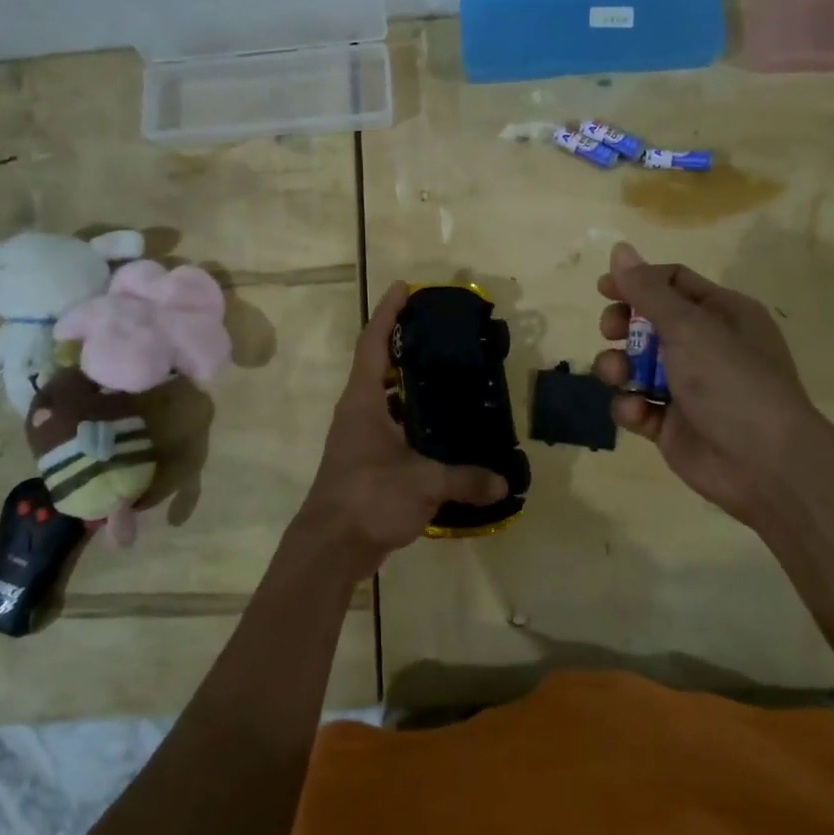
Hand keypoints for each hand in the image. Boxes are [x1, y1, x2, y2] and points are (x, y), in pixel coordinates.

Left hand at [290, 282, 507, 576]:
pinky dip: (415, 421)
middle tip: (442, 333)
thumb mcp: (423, 483)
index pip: (374, 343)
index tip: (404, 287)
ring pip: (388, 399)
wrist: (330, 547)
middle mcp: (358, 411)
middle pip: (381, 365)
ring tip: (450, 376)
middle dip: (406, 345)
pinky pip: (394, 428)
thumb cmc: (368, 497)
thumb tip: (504, 482)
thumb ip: (465, 478)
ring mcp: (360, 437)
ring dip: (411, 386)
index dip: (387, 312)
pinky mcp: (367, 462)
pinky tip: (444, 431)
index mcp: (363, 400)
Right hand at [593, 242, 832, 526]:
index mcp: (721, 313)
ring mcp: (687, 386)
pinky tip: (638, 412)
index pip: (672, 282)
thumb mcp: (689, 327)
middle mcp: (705, 345)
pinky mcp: (671, 423)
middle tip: (610, 331)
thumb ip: (647, 290)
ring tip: (618, 376)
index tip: (604, 289)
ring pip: (635, 365)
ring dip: (618, 367)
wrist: (765, 464)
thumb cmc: (731, 381)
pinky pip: (637, 404)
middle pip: (648, 322)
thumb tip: (619, 248)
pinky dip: (631, 406)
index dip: (636, 282)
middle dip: (622, 326)